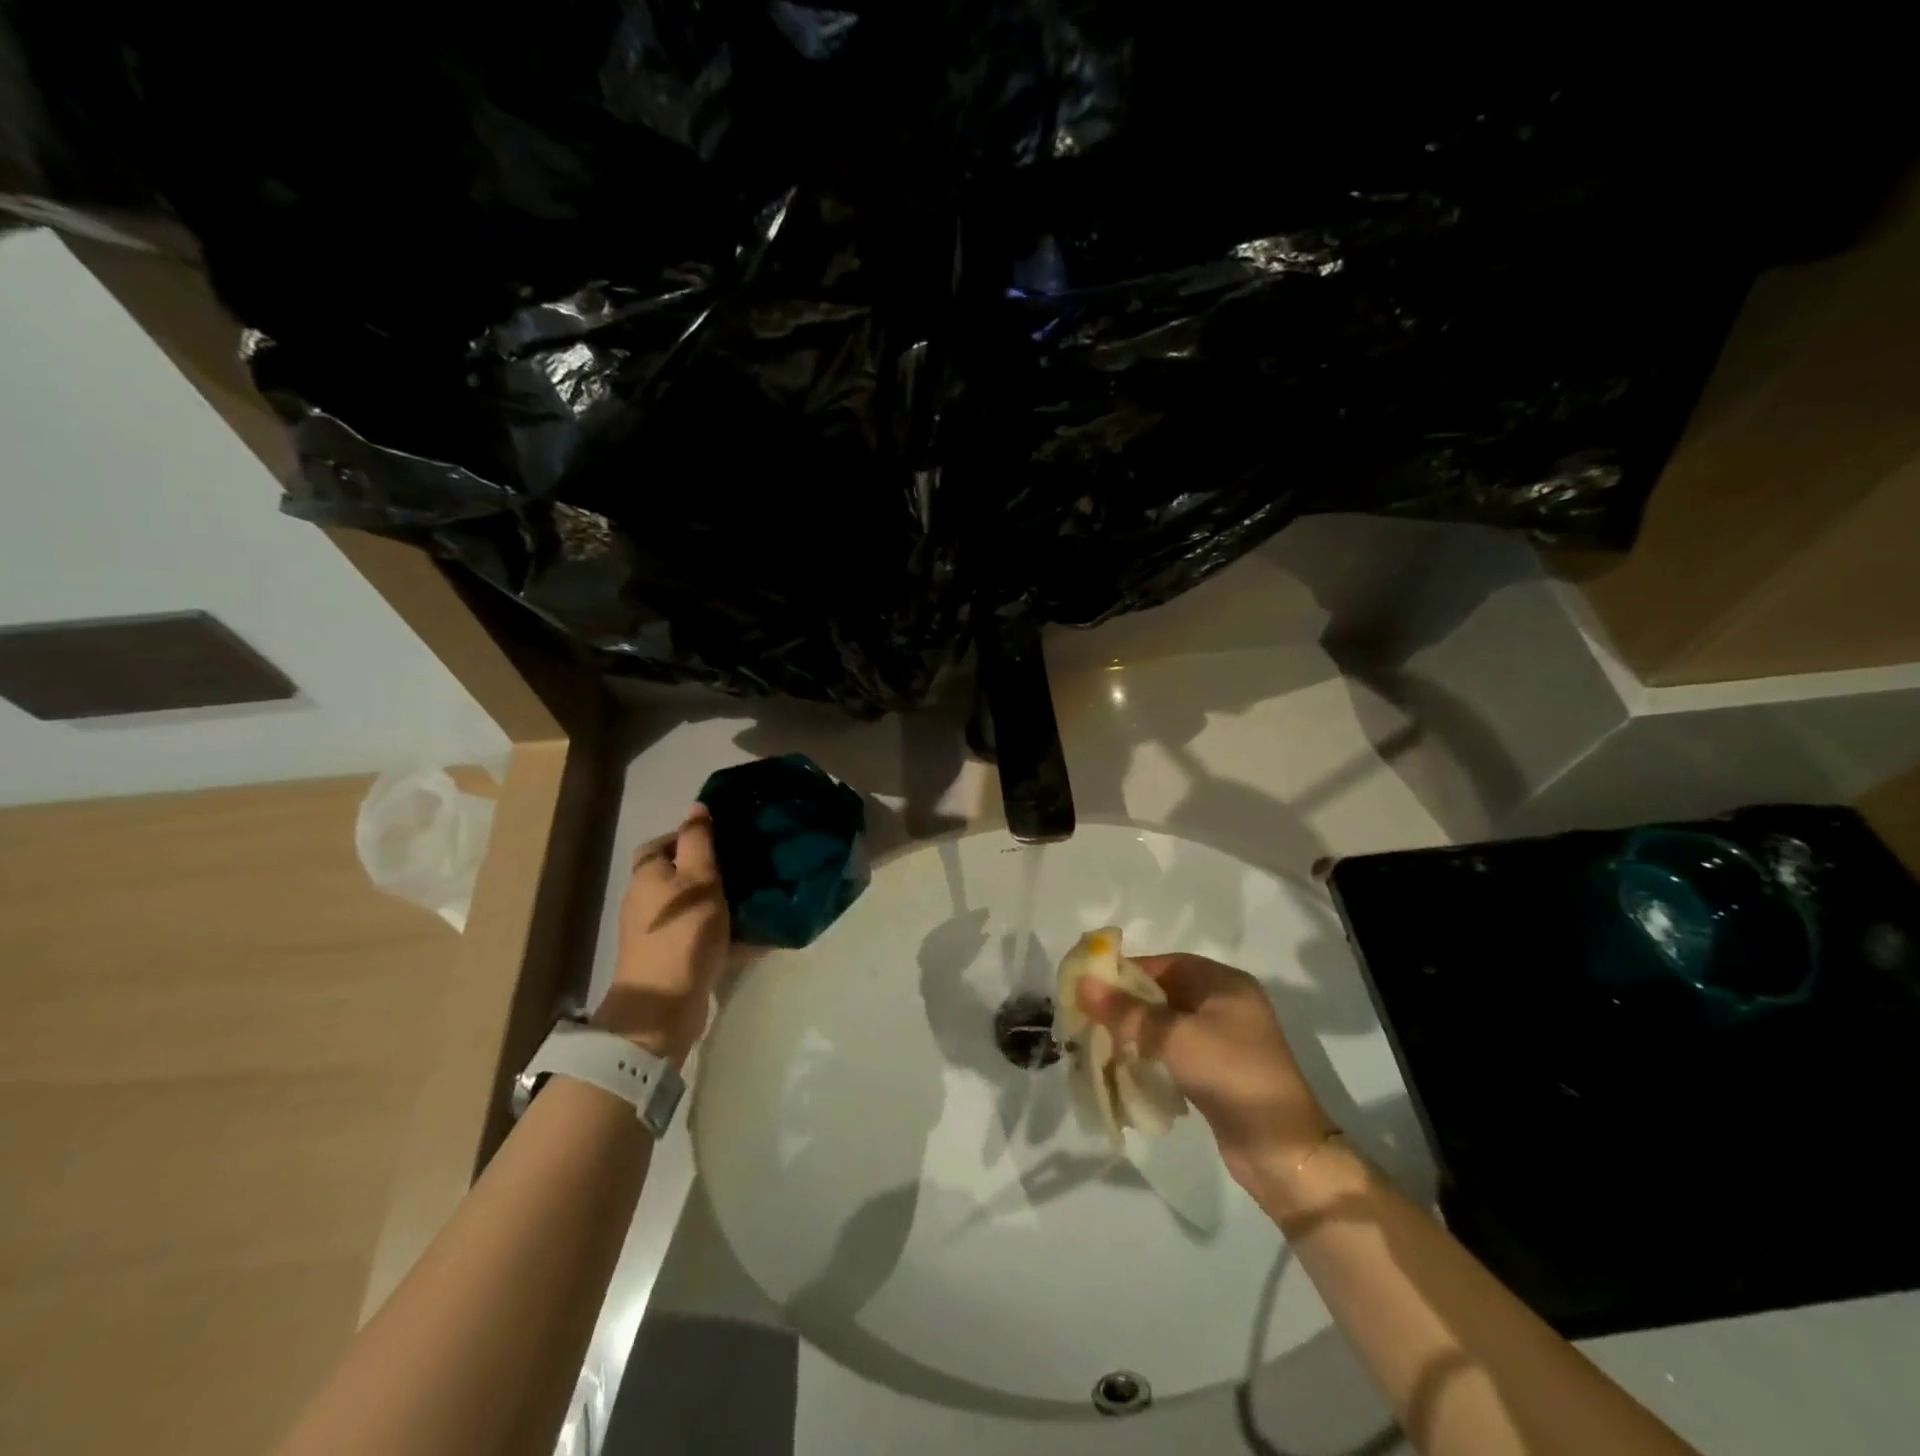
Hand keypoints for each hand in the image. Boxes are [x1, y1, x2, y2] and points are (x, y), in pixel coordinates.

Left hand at [594, 805, 729, 1064]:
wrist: (663, 1004)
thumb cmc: (683, 932)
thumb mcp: (699, 878)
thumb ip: (698, 841)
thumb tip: (696, 806)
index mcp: (648, 875)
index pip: (663, 843)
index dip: (690, 838)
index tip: (725, 840)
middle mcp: (645, 900)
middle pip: (678, 875)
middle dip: (710, 871)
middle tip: (746, 868)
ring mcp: (655, 932)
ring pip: (691, 906)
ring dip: (719, 902)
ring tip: (754, 899)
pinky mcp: (669, 958)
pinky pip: (699, 935)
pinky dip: (722, 933)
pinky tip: (752, 936)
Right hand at [1076, 953, 1334, 1192]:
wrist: (1281, 1149)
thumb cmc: (1230, 1074)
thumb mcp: (1174, 1037)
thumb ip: (1127, 1011)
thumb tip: (1082, 984)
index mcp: (1224, 983)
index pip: (1166, 963)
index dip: (1129, 970)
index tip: (1092, 984)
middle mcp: (1226, 1004)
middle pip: (1165, 993)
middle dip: (1128, 1004)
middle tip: (1089, 1015)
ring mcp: (1224, 1039)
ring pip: (1168, 1024)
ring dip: (1136, 1032)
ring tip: (1100, 1041)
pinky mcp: (1218, 1071)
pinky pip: (1175, 1051)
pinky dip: (1151, 1055)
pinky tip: (1125, 1066)